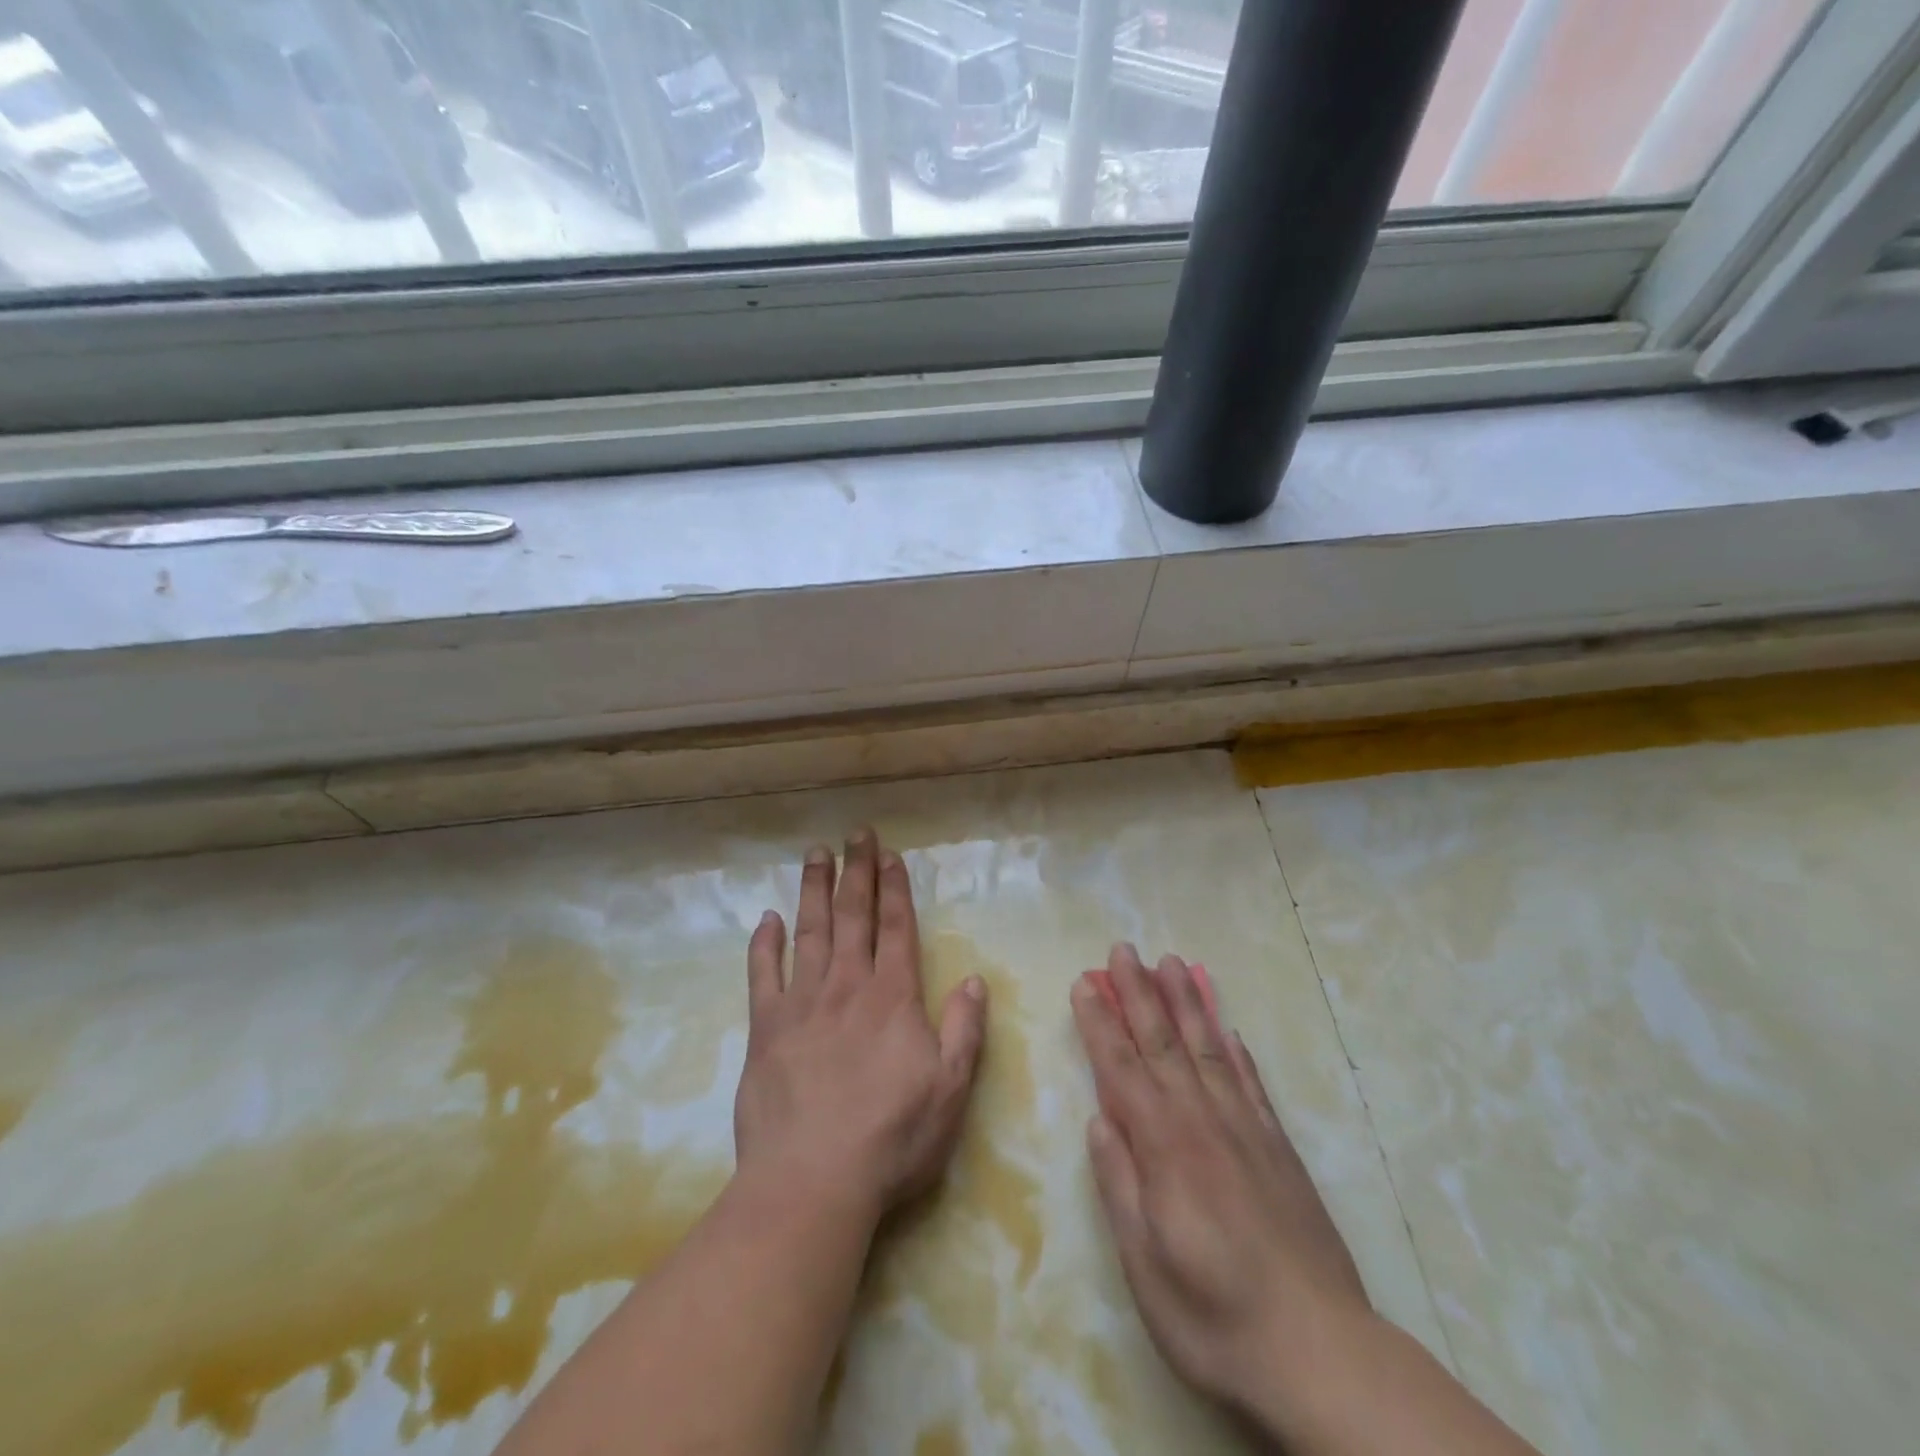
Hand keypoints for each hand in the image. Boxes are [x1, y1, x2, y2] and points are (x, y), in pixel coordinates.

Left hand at [733, 829, 987, 1223]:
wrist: (811, 1181)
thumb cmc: (890, 1138)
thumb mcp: (950, 1090)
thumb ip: (964, 1030)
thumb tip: (975, 979)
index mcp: (892, 998)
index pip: (895, 928)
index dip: (894, 888)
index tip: (890, 855)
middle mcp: (847, 987)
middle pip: (853, 916)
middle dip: (857, 871)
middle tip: (855, 833)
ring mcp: (802, 1004)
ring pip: (810, 932)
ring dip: (814, 890)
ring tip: (816, 854)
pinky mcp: (765, 1028)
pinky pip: (763, 975)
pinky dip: (765, 944)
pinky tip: (768, 919)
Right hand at [1070, 944, 1370, 1417]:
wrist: (1320, 1353)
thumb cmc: (1213, 1316)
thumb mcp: (1143, 1262)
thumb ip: (1119, 1182)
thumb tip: (1099, 1119)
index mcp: (1163, 1145)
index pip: (1120, 1068)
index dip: (1099, 1023)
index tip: (1085, 984)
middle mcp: (1201, 1120)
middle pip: (1162, 1042)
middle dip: (1138, 993)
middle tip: (1122, 950)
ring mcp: (1245, 1129)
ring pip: (1208, 1048)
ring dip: (1185, 1003)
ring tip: (1171, 964)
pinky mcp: (1279, 1147)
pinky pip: (1251, 1083)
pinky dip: (1236, 1050)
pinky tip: (1227, 1028)